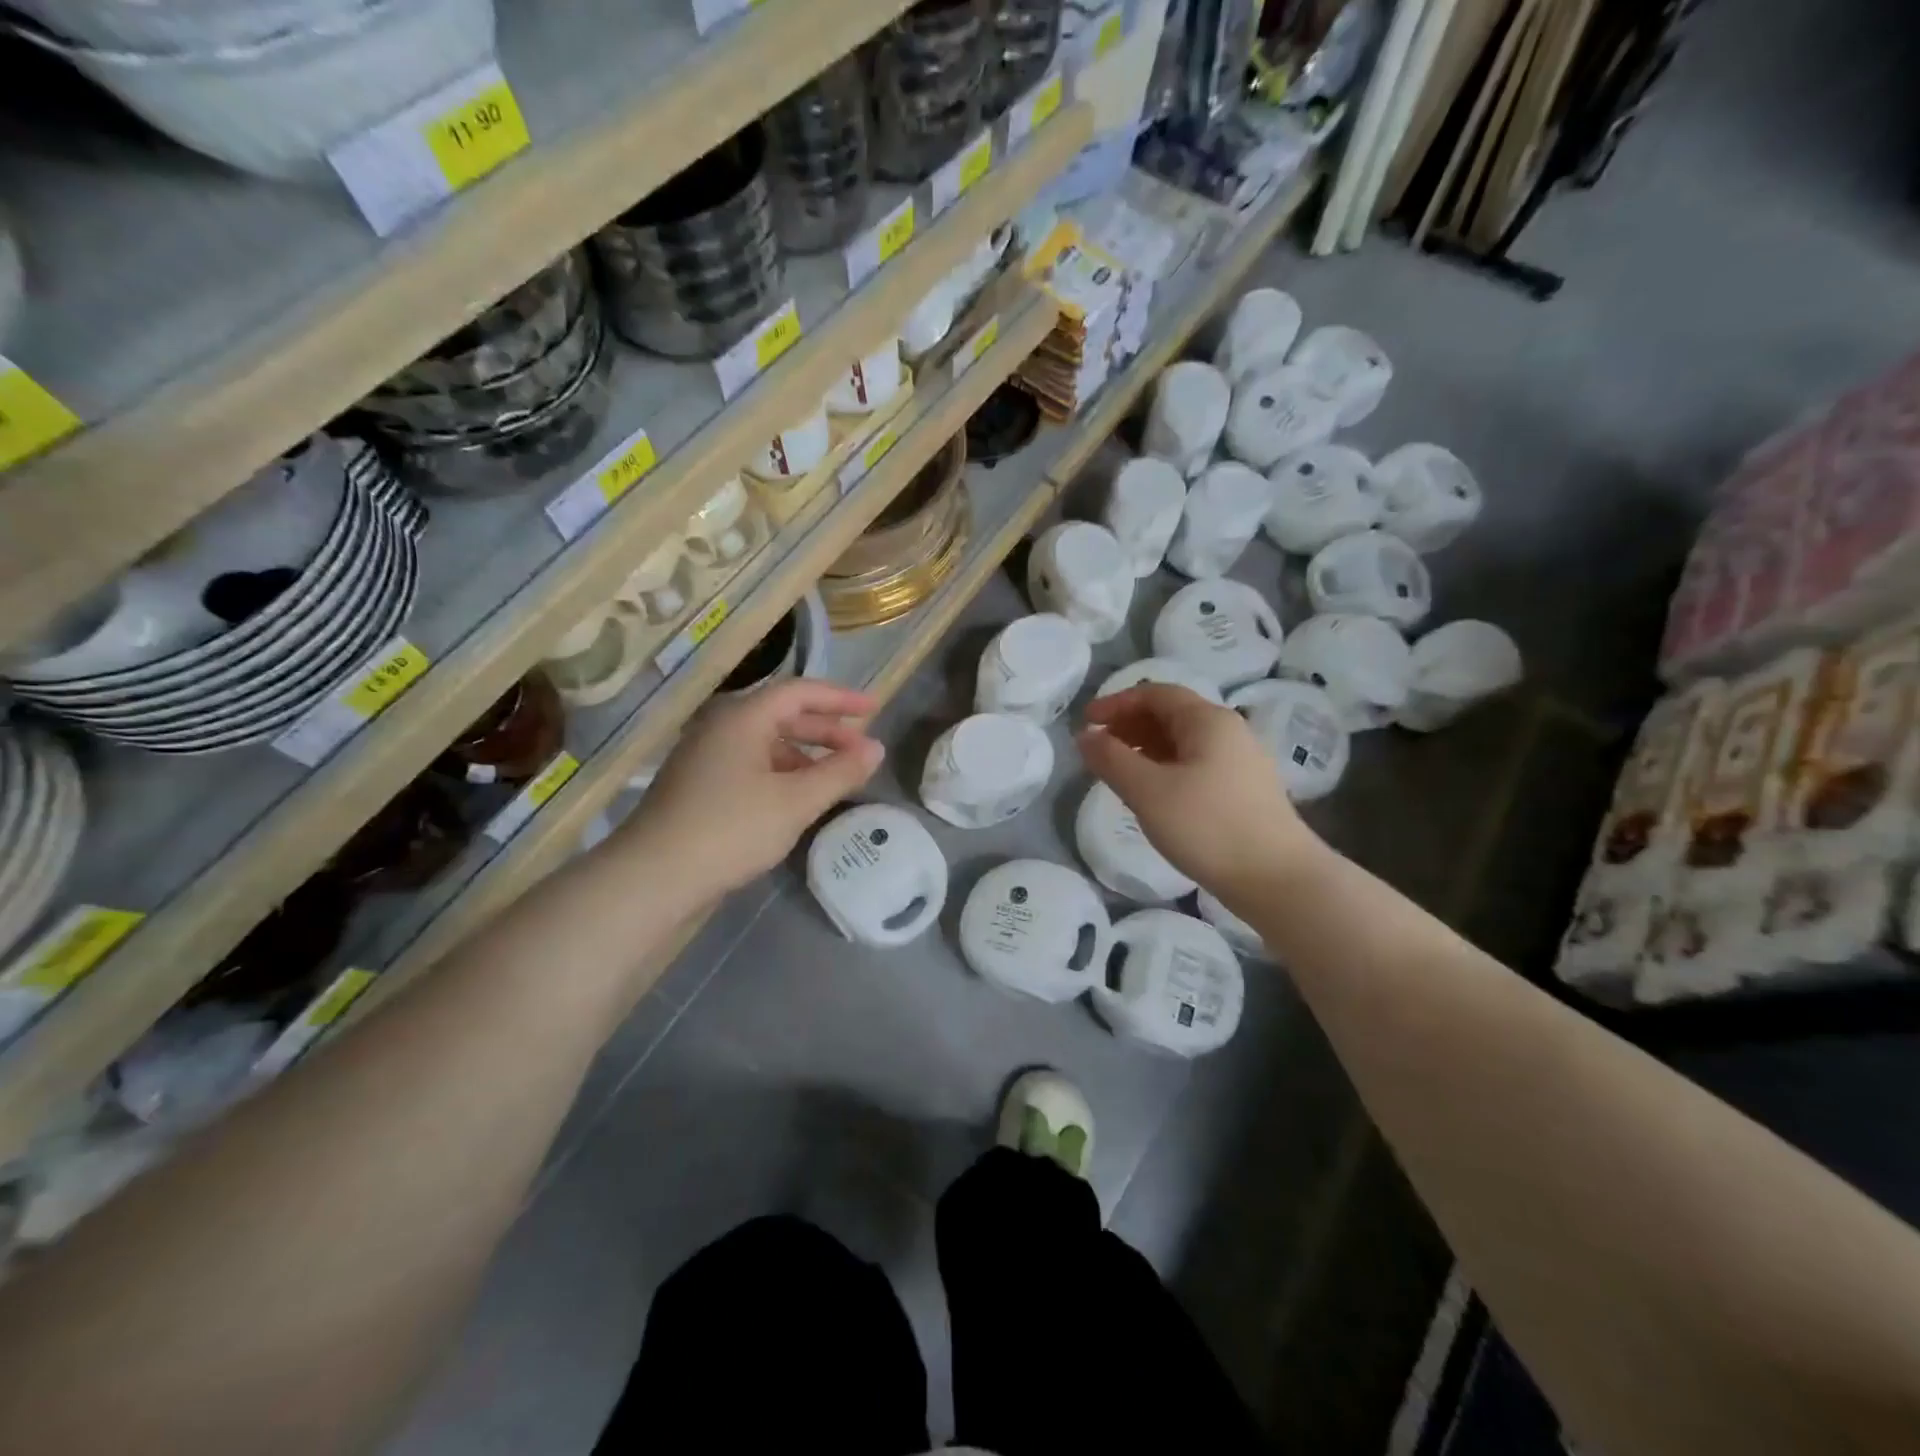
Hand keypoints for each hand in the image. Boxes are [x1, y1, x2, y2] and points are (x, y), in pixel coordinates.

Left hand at [623, 679, 884, 896]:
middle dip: (826, 731)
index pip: (800, 692)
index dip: (840, 699)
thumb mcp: (796, 802)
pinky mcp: (698, 783)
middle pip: (782, 715)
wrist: (654, 876)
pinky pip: (750, 764)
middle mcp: (721, 726)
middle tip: (861, 750)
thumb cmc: (731, 829)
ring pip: (766, 742)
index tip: (874, 710)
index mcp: (743, 717)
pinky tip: (796, 799)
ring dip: (805, 755)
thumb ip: (840, 773)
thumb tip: (876, 749)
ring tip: (834, 778)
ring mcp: (705, 755)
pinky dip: (781, 772)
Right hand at [1078, 684, 1323, 902]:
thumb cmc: (1208, 827)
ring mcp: (1241, 762)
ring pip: (1184, 742)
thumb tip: (1085, 735)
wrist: (1278, 879)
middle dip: (1129, 726)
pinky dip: (1166, 769)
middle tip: (1098, 750)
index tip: (1086, 723)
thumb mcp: (1148, 791)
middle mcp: (1229, 731)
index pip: (1155, 694)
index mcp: (1208, 720)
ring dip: (1146, 749)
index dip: (1116, 703)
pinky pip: (1197, 765)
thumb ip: (1111, 759)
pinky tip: (1154, 795)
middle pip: (1171, 714)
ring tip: (1119, 773)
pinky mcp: (1245, 791)